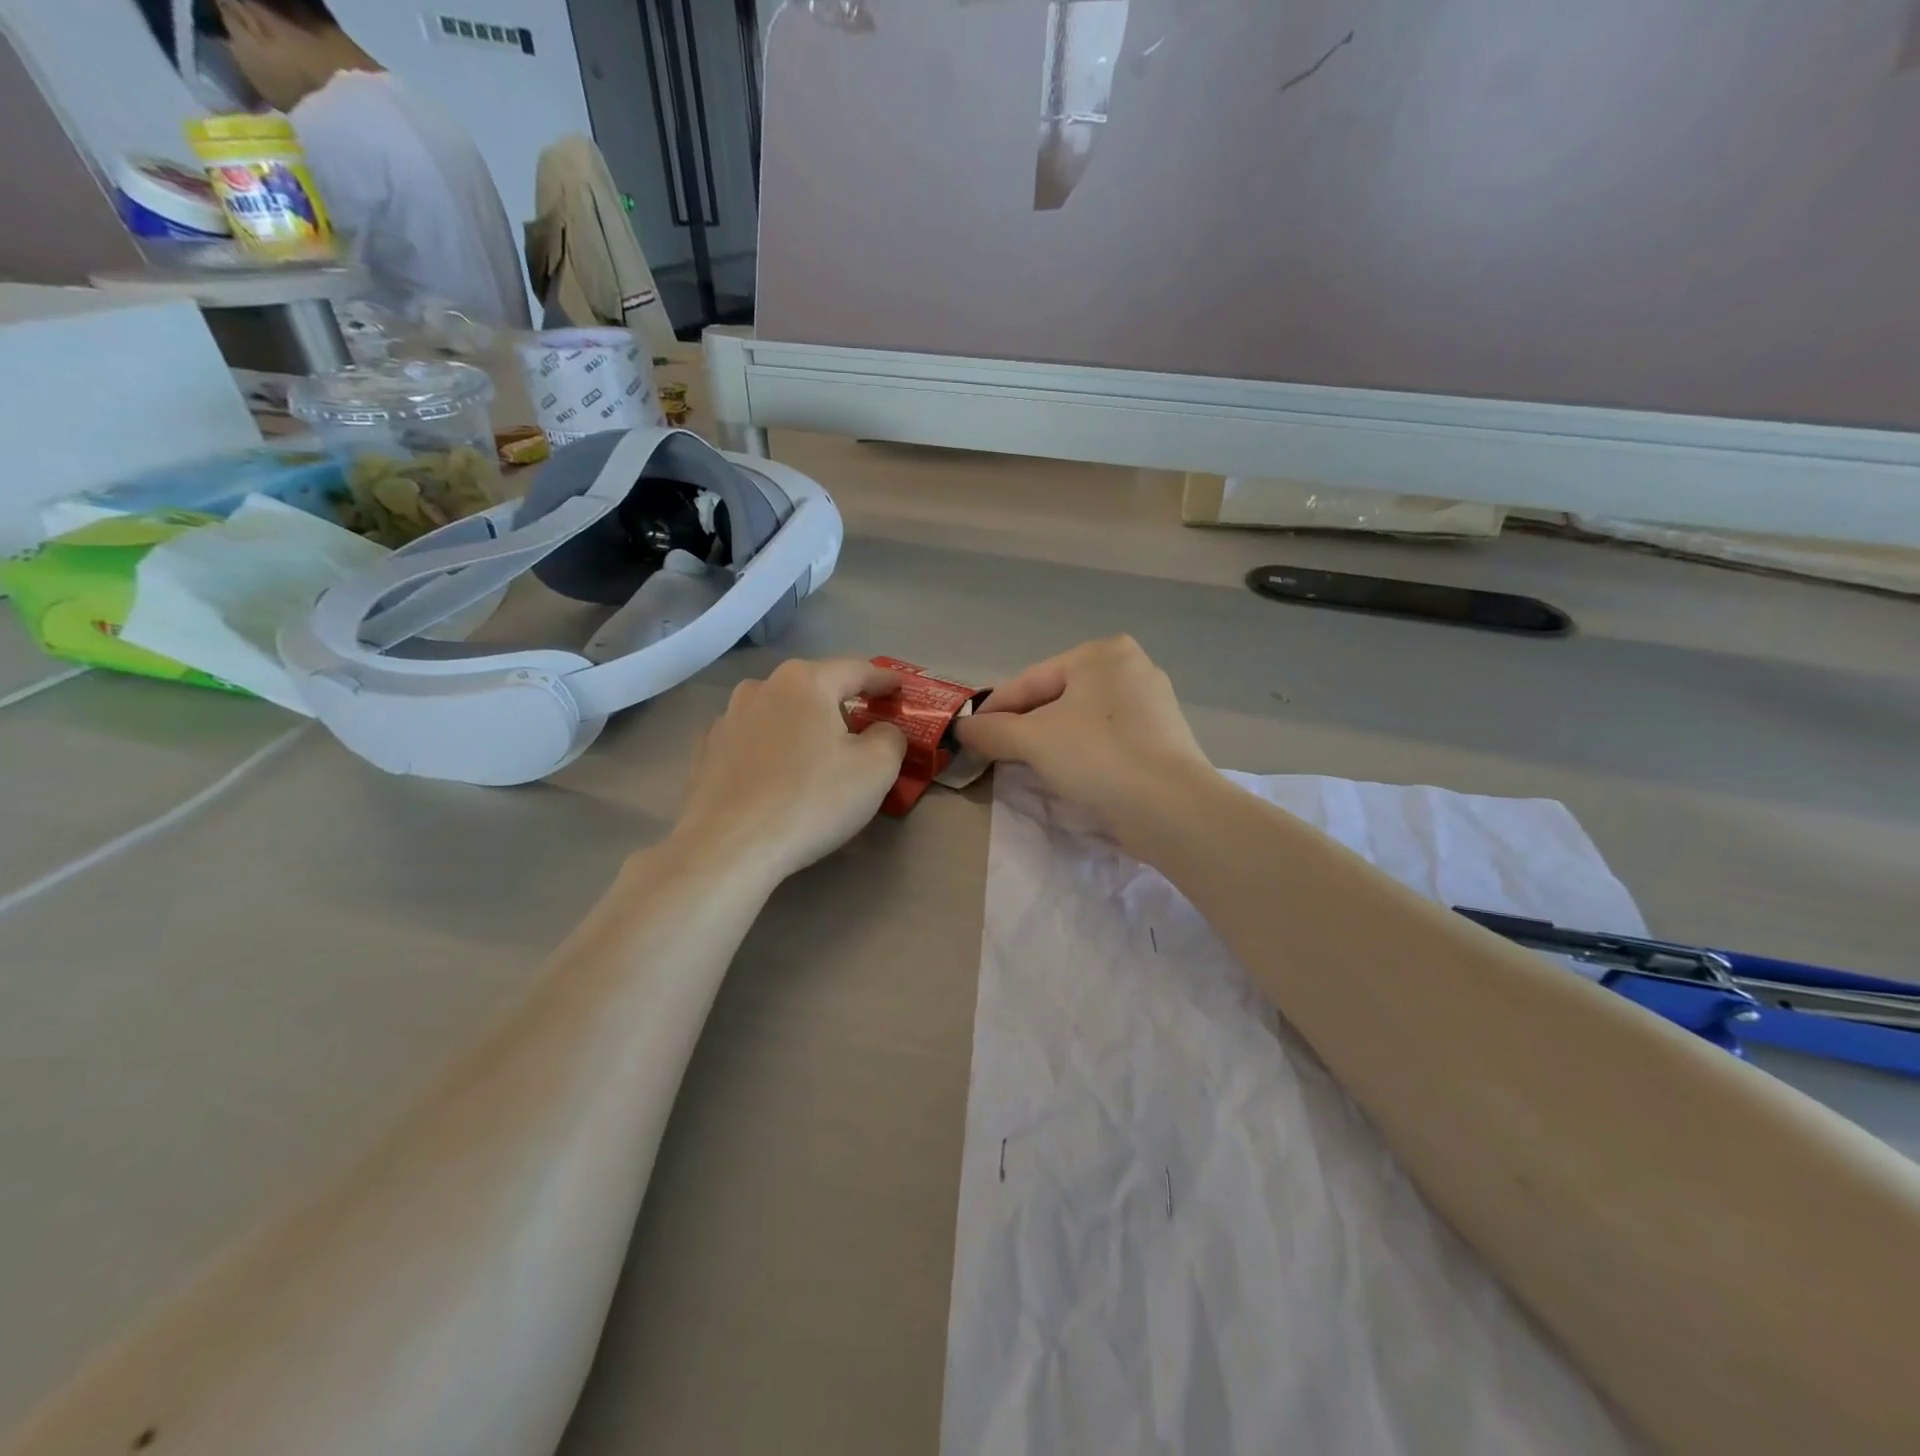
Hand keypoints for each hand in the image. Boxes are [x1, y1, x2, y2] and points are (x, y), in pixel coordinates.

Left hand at [672, 659, 908, 885]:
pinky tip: (776, 775)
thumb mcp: (876, 769)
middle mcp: (761, 687)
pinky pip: (751, 740)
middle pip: (814, 688)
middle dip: (840, 703)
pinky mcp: (705, 752)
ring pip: (779, 712)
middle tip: (862, 728)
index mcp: (805, 681)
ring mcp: (726, 718)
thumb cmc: (811, 800)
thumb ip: (890, 737)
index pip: (856, 669)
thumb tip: (881, 731)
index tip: (900, 688)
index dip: (883, 679)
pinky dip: (771, 748)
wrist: (728, 848)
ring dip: (802, 725)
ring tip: (816, 754)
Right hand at [955, 636, 1212, 841]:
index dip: (994, 709)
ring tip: (1027, 767)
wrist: (1173, 809)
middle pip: (1056, 698)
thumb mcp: (1034, 741)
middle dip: (1024, 727)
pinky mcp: (1162, 737)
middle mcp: (1130, 667)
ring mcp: (1151, 703)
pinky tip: (1070, 775)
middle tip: (995, 754)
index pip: (1030, 680)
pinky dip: (1082, 753)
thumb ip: (992, 731)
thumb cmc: (1098, 758)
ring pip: (1081, 720)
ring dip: (1051, 742)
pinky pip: (1106, 739)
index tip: (968, 735)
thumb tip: (962, 729)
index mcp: (1101, 653)